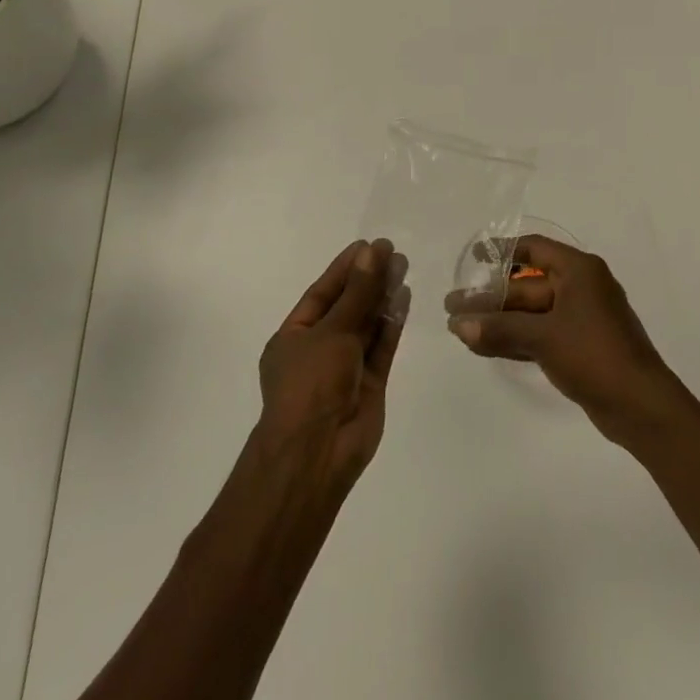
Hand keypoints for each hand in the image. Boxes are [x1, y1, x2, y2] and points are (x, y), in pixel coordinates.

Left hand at [257, 239, 409, 486]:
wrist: (317, 454)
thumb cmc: (311, 384)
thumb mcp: (332, 331)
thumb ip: (358, 293)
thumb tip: (373, 252)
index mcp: (295, 336)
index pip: (322, 293)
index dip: (345, 268)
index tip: (369, 245)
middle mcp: (319, 348)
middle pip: (347, 306)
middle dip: (368, 279)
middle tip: (393, 252)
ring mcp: (345, 366)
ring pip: (367, 324)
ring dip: (383, 296)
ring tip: (403, 266)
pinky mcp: (370, 382)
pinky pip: (382, 345)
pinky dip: (393, 323)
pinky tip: (405, 297)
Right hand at [445, 235, 684, 446]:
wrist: (641, 406)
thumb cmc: (594, 354)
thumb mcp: (544, 337)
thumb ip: (500, 329)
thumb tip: (458, 325)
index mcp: (579, 270)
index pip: (533, 250)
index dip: (501, 251)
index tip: (473, 259)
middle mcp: (580, 287)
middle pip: (527, 285)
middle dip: (490, 297)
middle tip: (453, 307)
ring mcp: (580, 319)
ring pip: (530, 313)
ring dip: (498, 321)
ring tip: (459, 329)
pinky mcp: (578, 347)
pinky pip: (539, 334)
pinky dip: (514, 338)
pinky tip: (483, 346)